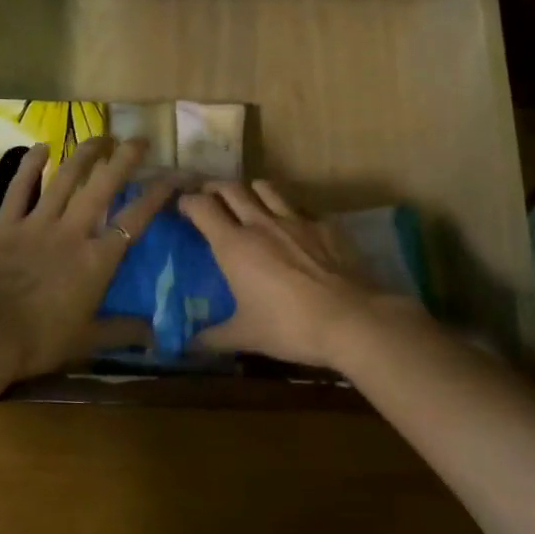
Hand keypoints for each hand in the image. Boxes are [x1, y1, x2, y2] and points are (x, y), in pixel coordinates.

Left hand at [0, 136, 179, 382]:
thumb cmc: (40, 341)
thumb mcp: (87, 340)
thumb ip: (122, 332)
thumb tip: (156, 335)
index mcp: (96, 260)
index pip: (135, 219)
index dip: (157, 194)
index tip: (173, 174)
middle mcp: (72, 232)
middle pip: (102, 186)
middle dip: (123, 159)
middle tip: (138, 139)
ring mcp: (36, 224)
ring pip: (65, 179)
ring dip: (84, 154)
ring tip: (99, 136)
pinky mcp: (4, 225)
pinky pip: (19, 188)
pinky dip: (30, 166)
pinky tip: (40, 147)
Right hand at [179, 180, 418, 368]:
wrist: (352, 320)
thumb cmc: (290, 327)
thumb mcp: (245, 336)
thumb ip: (212, 337)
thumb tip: (186, 346)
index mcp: (234, 245)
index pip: (202, 207)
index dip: (187, 202)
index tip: (182, 208)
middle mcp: (261, 223)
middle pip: (230, 187)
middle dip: (214, 188)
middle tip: (208, 198)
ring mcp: (295, 220)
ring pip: (265, 187)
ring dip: (249, 190)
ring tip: (246, 202)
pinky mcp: (324, 225)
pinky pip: (299, 207)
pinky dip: (287, 210)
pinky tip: (290, 227)